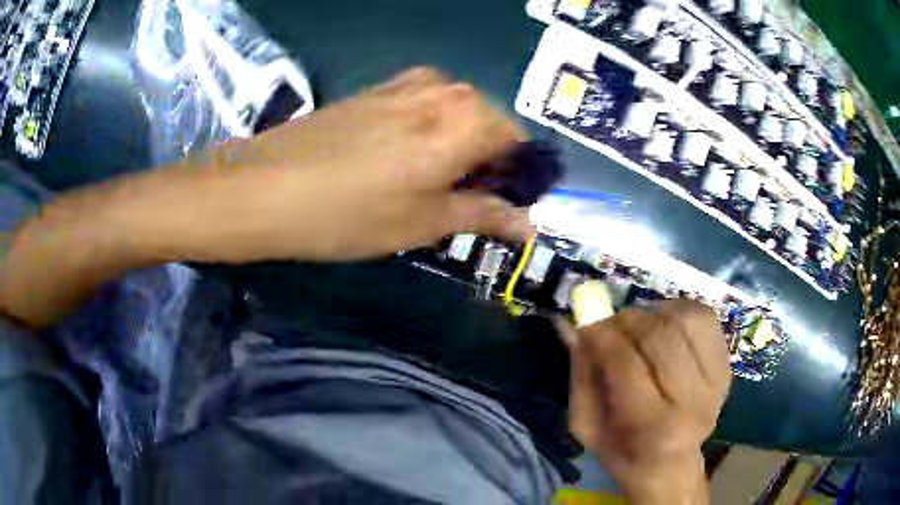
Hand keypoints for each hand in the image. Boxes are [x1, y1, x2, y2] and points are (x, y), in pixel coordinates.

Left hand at [166, 66, 534, 261]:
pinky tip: (401, 158)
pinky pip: (424, 105)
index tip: (504, 205)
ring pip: (456, 113)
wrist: (265, 187)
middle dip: (488, 161)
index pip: (519, 143)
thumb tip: (529, 226)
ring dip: (458, 145)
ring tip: (431, 182)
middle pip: (489, 124)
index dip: (518, 176)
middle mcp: (445, 89)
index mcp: (467, 120)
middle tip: (465, 200)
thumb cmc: (349, 213)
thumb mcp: (424, 222)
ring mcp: (407, 84)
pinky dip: (430, 130)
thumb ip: (484, 215)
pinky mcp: (376, 89)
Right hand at [562, 300, 731, 503]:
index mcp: (652, 428)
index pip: (626, 363)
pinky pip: (703, 318)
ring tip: (638, 326)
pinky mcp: (727, 366)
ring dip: (653, 314)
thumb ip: (581, 374)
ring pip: (684, 319)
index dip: (603, 334)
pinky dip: (677, 311)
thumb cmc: (622, 449)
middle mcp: (692, 403)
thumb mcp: (587, 425)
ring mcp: (716, 382)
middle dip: (628, 320)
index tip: (586, 322)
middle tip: (611, 325)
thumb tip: (574, 324)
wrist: (669, 464)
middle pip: (660, 335)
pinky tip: (664, 325)